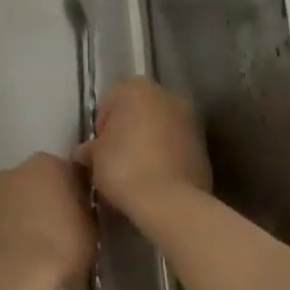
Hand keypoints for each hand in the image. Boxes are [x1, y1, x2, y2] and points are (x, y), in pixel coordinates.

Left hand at [0, 152, 94, 289]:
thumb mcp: (91, 229)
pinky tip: (14, 253)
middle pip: (38, 183)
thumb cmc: (59, 246)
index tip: (82, 214)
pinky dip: (5, 230)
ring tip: (35, 245)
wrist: (11, 274)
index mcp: (48, 164)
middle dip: (47, 200)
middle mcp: (16, 170)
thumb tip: (78, 212)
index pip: (70, 172)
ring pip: (14, 200)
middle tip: (60, 229)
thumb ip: (84, 211)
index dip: (77, 194)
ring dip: (23, 214)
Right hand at [74, 77, 211, 217]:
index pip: (110, 101)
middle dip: (128, 131)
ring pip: (160, 128)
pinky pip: (176, 147)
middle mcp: (167, 95)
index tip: (98, 149)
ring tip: (136, 171)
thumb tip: (86, 152)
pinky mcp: (204, 146)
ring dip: (148, 143)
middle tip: (115, 159)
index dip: (101, 125)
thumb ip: (90, 148)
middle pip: (139, 111)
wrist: (169, 201)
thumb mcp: (94, 157)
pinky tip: (155, 179)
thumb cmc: (123, 167)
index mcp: (137, 88)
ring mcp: (190, 120)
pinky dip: (166, 156)